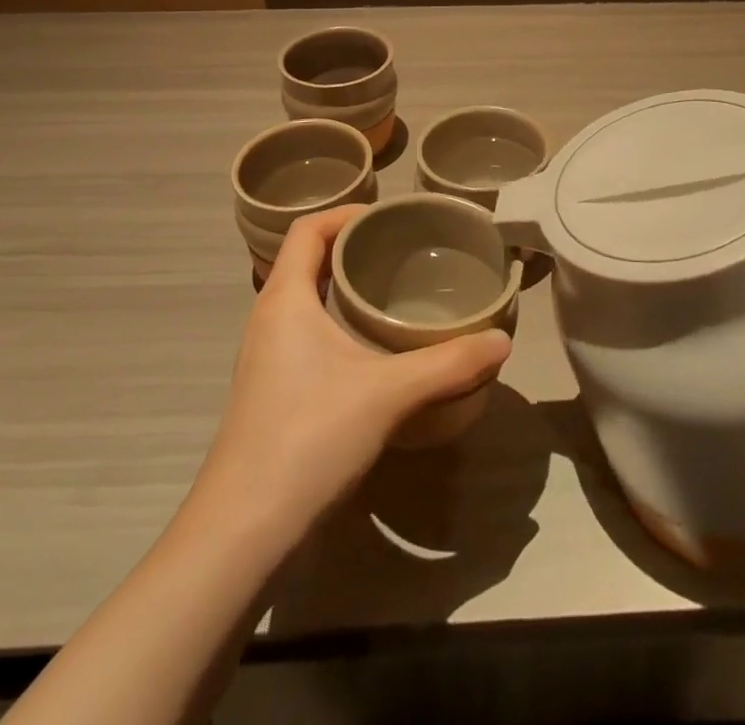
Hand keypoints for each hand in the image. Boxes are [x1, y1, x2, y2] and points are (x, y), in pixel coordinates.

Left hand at [193, 206, 511, 544]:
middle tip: (404, 251)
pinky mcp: (270, 391)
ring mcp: (265, 357)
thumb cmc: (309, 437)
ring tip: (394, 292)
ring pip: (305, 299)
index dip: (347, 212)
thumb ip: (449, 364)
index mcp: (285, 299)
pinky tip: (372, 348)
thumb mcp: (388, 393)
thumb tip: (502, 340)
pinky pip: (305, 332)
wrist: (241, 533)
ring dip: (343, 286)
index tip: (391, 217)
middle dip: (353, 247)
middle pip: (307, 259)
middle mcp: (268, 318)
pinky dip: (336, 321)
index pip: (308, 228)